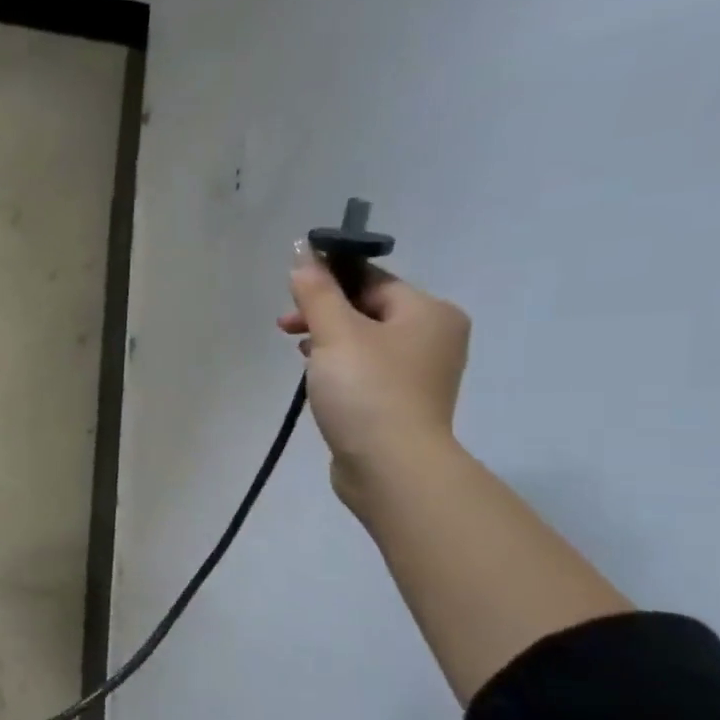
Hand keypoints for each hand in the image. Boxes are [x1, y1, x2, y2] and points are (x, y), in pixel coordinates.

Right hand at [277, 240, 470, 505]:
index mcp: (429, 312)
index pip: (372, 280)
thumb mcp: (335, 333)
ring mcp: (421, 373)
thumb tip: (303, 253)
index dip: (329, 281)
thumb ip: (316, 292)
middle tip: (285, 328)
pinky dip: (341, 368)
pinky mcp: (403, 402)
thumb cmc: (367, 390)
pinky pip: (368, 370)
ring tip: (300, 356)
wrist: (391, 466)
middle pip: (368, 309)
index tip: (292, 295)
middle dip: (323, 314)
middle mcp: (434, 337)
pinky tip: (318, 381)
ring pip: (365, 341)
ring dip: (328, 341)